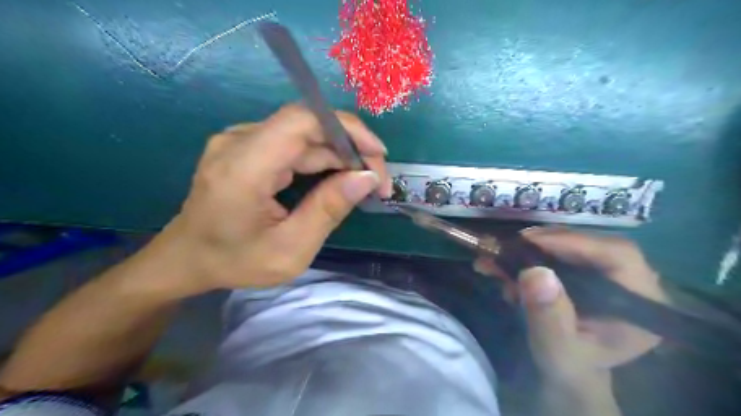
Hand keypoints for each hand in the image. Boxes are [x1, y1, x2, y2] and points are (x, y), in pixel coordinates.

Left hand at [145, 102, 392, 293]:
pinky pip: (292, 145)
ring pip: (304, 136)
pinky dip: (321, 159)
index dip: (347, 129)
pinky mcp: (246, 147)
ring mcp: (240, 141)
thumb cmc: (234, 261)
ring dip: (338, 156)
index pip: (303, 120)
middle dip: (351, 149)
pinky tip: (336, 180)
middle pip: (308, 127)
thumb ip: (328, 210)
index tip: (378, 154)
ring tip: (362, 183)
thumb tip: (366, 178)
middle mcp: (239, 141)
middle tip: (377, 182)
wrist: (185, 259)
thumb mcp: (290, 250)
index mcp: (244, 167)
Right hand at [478, 228, 668, 385]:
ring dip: (533, 247)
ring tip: (502, 258)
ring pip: (573, 244)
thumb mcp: (556, 350)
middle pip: (592, 243)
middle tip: (511, 245)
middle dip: (547, 242)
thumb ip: (549, 317)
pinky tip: (506, 266)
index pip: (618, 255)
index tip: (531, 241)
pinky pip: (560, 251)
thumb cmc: (569, 367)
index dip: (575, 241)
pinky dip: (530, 254)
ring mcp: (608, 274)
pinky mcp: (587, 271)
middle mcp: (630, 282)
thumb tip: (535, 272)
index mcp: (640, 304)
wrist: (567, 370)